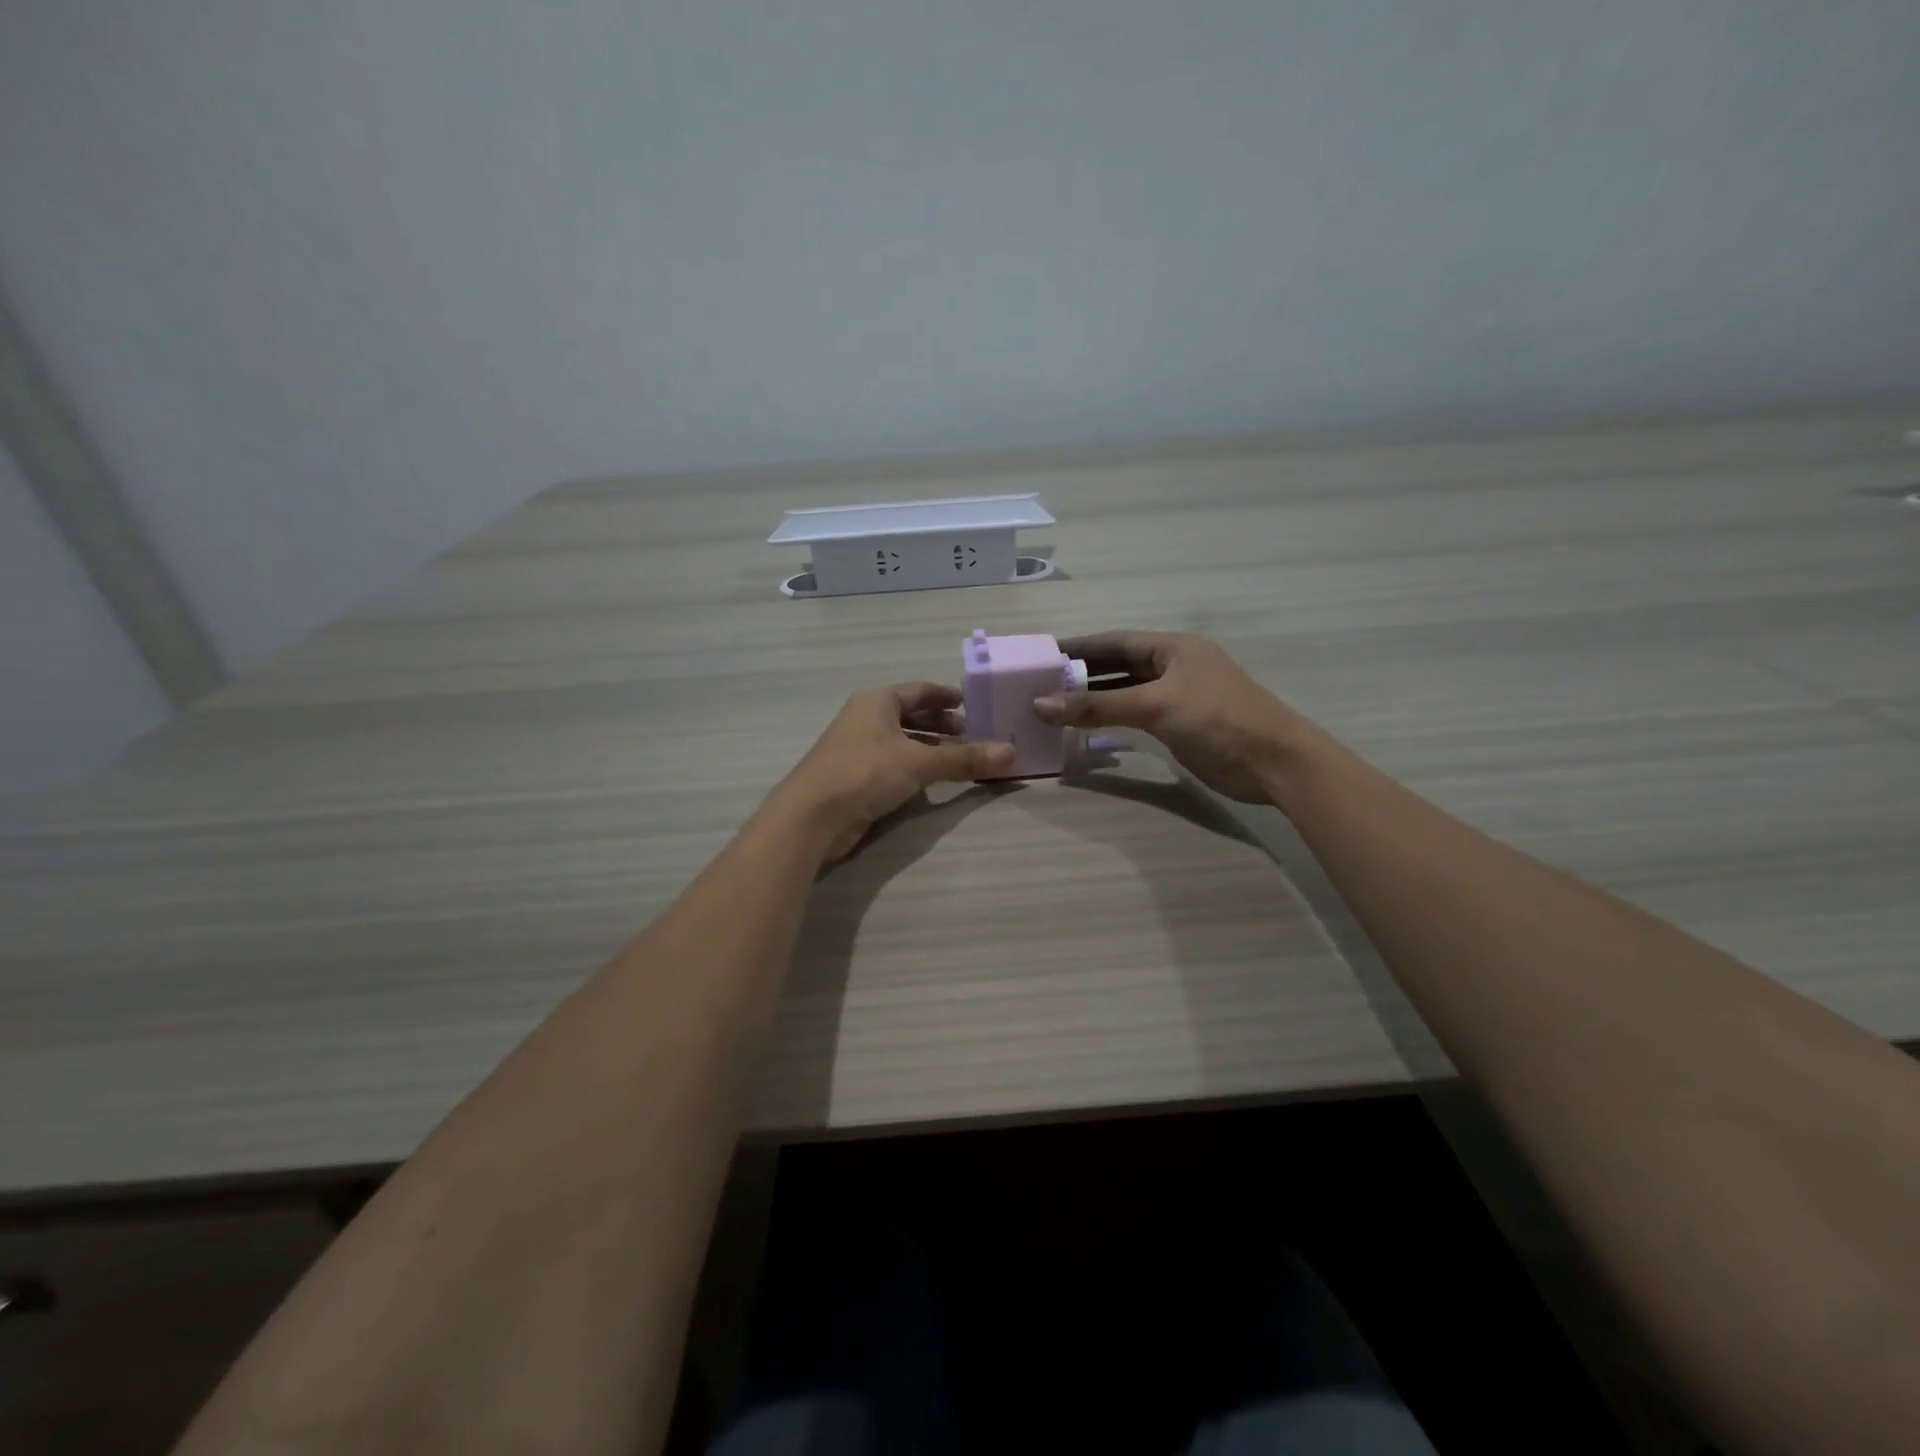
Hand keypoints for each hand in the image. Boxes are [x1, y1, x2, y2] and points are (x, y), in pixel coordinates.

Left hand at [768, 683, 1014, 860]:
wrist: (811, 816)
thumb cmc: (864, 772)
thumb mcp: (919, 763)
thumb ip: (964, 758)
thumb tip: (1011, 753)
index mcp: (877, 702)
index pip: (918, 691)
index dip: (945, 696)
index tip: (971, 704)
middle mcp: (866, 719)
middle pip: (911, 716)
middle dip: (942, 726)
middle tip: (973, 735)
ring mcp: (858, 750)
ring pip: (903, 743)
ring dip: (931, 750)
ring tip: (962, 759)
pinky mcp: (856, 778)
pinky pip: (895, 765)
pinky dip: (917, 769)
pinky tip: (935, 782)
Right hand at [1033, 631, 1305, 802]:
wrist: (1273, 762)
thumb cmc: (1217, 719)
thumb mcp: (1154, 706)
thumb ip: (1097, 706)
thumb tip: (1040, 705)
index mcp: (1172, 647)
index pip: (1115, 641)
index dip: (1079, 646)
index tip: (1042, 654)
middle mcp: (1173, 666)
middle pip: (1118, 664)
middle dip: (1081, 672)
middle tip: (1040, 681)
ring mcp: (1177, 696)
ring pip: (1125, 691)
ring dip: (1093, 697)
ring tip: (1052, 703)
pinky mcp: (1179, 724)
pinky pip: (1135, 714)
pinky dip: (1110, 717)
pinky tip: (1085, 724)